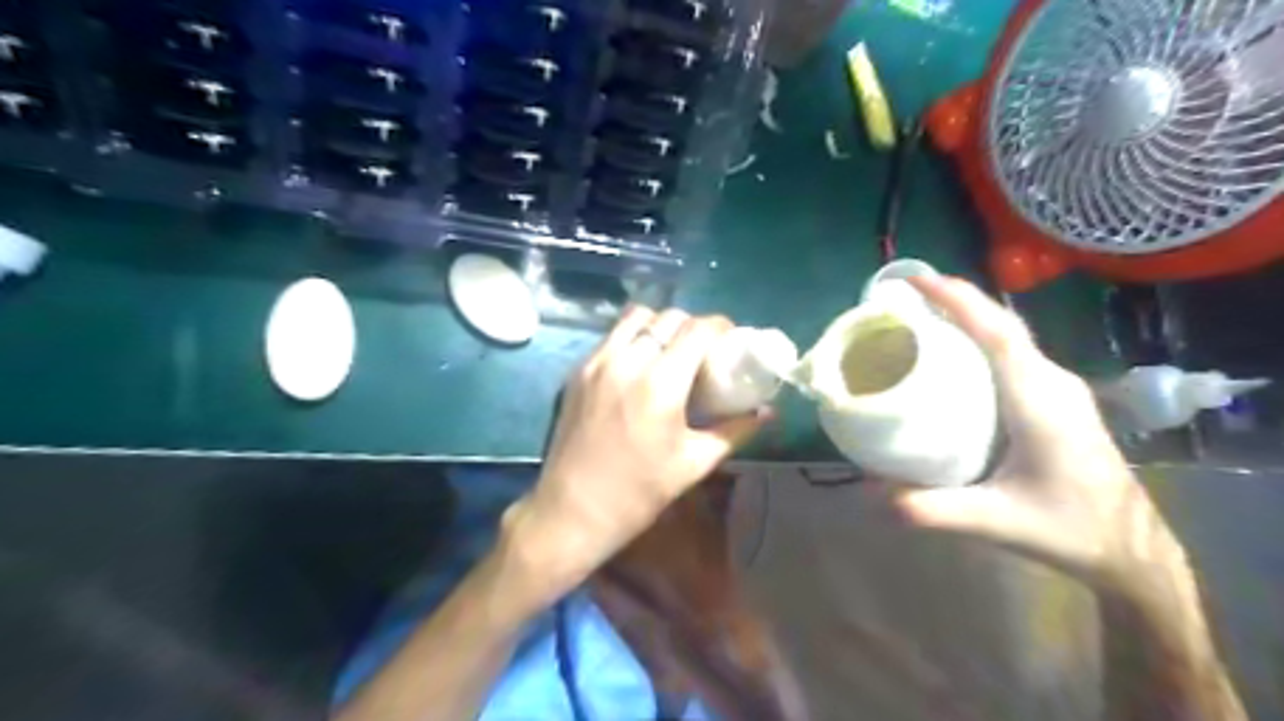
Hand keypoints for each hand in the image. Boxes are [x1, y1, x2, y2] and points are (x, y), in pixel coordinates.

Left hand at [503, 307, 764, 593]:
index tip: (731, 338)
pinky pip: (612, 336)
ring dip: (660, 325)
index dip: (720, 326)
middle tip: (703, 349)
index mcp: (660, 384)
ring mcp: (597, 362)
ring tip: (670, 349)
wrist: (572, 509)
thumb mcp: (694, 464)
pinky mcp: (577, 370)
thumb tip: (766, 412)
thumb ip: (734, 431)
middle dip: (692, 325)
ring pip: (636, 317)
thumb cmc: (639, 492)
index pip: (696, 329)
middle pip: (668, 317)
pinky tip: (641, 363)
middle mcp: (627, 361)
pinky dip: (633, 336)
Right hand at [891, 279, 1177, 588]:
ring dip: (968, 316)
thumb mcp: (995, 522)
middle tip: (907, 293)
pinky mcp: (1055, 398)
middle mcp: (1052, 382)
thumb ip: (932, 509)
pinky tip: (954, 354)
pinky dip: (980, 339)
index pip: (999, 335)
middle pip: (1003, 325)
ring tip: (922, 315)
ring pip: (1009, 336)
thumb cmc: (1070, 529)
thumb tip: (869, 493)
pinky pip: (1012, 354)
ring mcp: (1058, 388)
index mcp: (1040, 401)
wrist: (1131, 549)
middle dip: (957, 300)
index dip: (961, 302)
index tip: (920, 280)